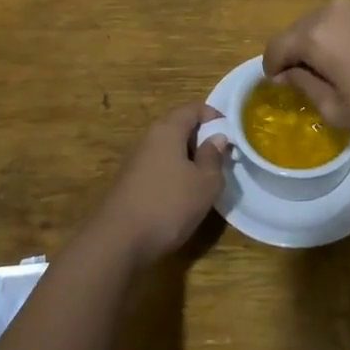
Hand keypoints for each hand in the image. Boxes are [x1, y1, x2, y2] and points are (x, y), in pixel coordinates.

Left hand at [91, 104, 230, 265]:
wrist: (118, 242)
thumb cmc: (168, 205)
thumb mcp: (205, 183)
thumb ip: (214, 157)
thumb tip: (217, 138)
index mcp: (168, 129)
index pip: (194, 108)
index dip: (215, 116)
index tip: (231, 135)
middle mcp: (149, 138)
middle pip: (180, 126)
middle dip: (203, 139)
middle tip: (222, 159)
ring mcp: (137, 160)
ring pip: (169, 149)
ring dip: (189, 159)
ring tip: (206, 180)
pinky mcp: (131, 182)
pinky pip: (159, 167)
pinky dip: (175, 174)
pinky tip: (183, 196)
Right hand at [264, 0, 349, 148]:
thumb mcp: (339, 110)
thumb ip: (304, 86)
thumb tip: (286, 74)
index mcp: (316, 34)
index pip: (276, 46)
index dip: (272, 69)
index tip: (280, 88)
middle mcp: (333, 10)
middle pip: (298, 31)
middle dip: (295, 55)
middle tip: (306, 85)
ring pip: (323, 25)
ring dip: (320, 46)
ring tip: (336, 77)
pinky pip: (348, 23)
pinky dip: (343, 40)